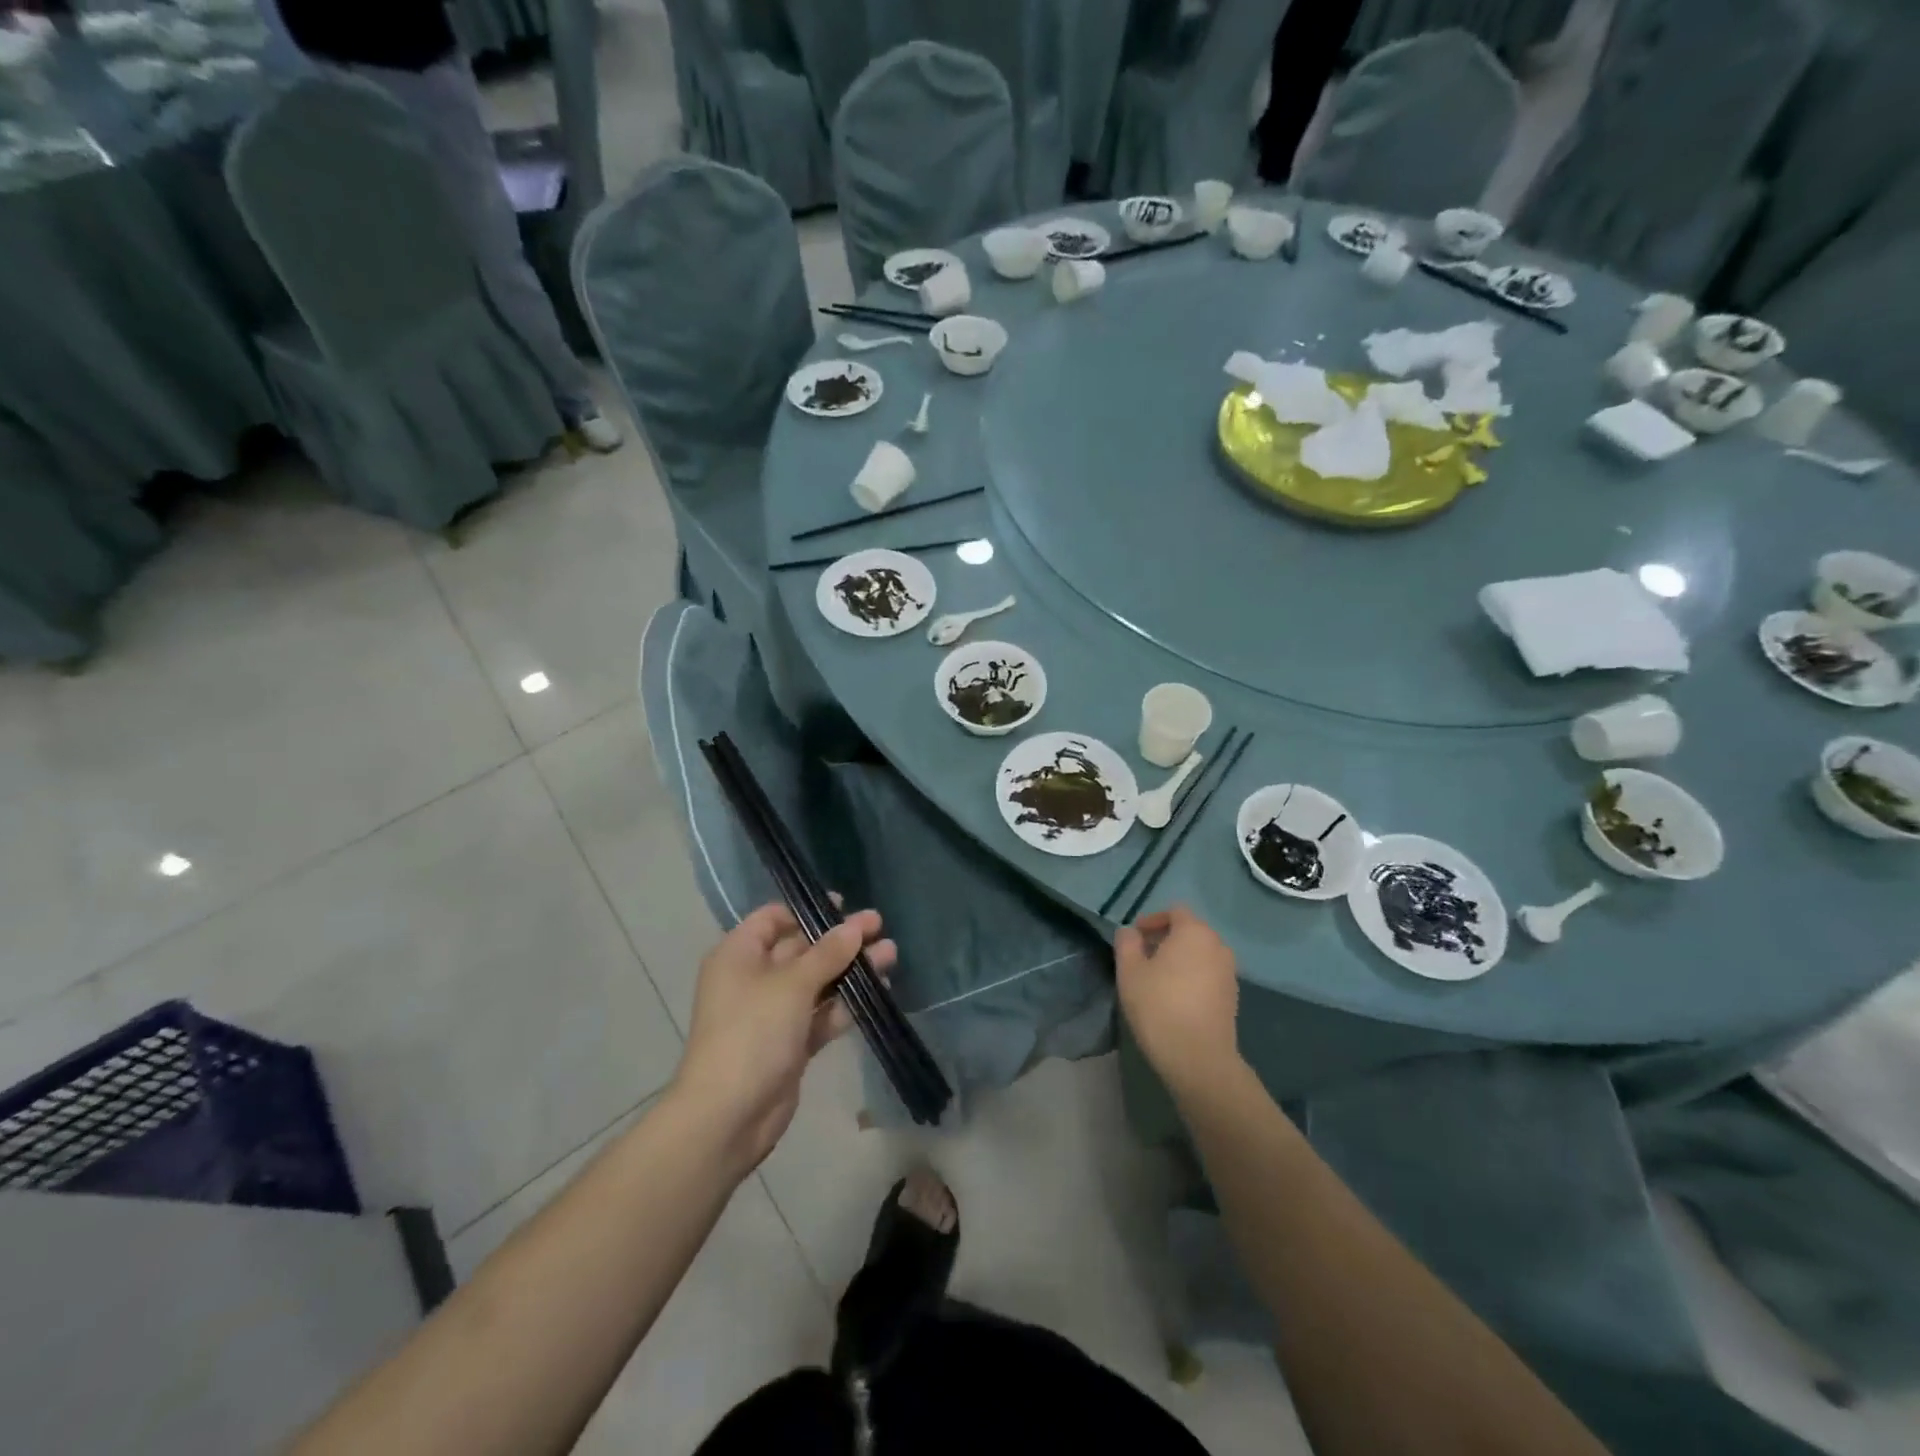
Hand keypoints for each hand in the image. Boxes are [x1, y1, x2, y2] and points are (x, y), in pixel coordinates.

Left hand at [672, 902, 894, 1171]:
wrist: (727, 1117)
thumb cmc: (751, 1034)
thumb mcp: (791, 985)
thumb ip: (827, 954)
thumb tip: (855, 926)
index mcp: (739, 955)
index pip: (773, 919)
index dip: (808, 910)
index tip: (844, 907)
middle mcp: (754, 979)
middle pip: (801, 949)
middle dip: (840, 940)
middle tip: (879, 927)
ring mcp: (773, 1013)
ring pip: (817, 982)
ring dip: (851, 969)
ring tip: (890, 955)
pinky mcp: (791, 1043)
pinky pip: (822, 1014)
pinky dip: (847, 1003)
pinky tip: (880, 991)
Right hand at [1114, 905, 1239, 1094]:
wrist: (1198, 1058)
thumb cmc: (1159, 1006)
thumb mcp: (1129, 971)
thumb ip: (1127, 943)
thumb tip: (1130, 932)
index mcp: (1194, 932)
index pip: (1175, 911)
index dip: (1152, 920)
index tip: (1134, 938)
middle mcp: (1218, 946)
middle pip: (1190, 931)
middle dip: (1165, 939)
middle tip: (1142, 957)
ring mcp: (1229, 972)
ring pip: (1200, 954)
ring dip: (1179, 958)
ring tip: (1157, 978)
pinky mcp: (1233, 997)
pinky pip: (1208, 974)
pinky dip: (1192, 976)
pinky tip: (1175, 997)